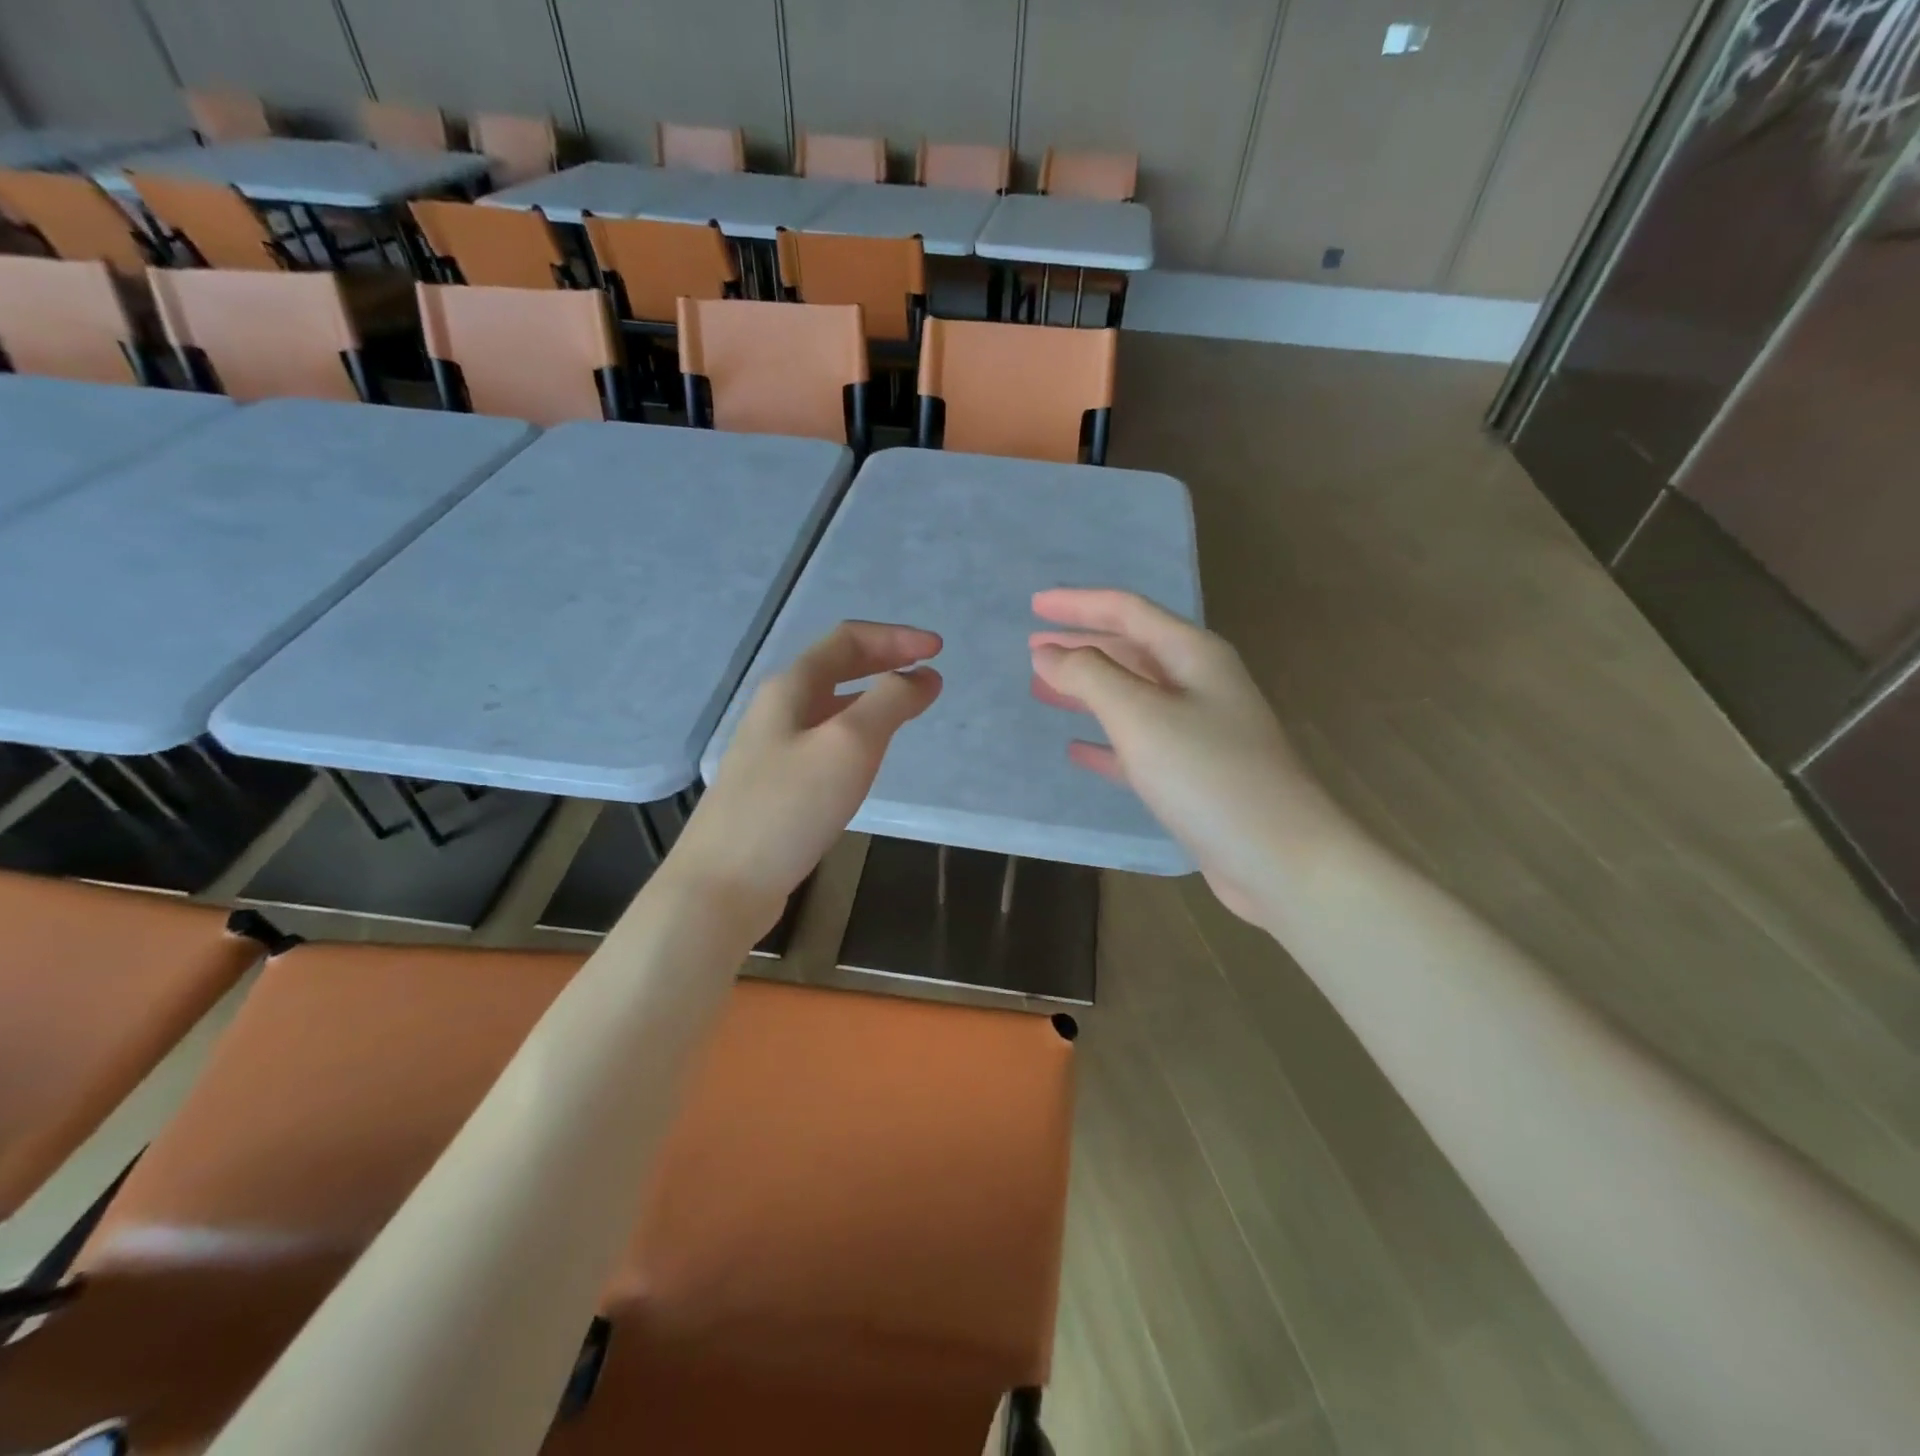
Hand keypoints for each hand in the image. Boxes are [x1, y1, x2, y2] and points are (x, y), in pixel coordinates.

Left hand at [671, 621, 942, 933]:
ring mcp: (771, 748)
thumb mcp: (849, 746)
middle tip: (927, 673)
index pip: (848, 640)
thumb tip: (922, 676)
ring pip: (829, 705)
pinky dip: (856, 732)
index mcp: (790, 688)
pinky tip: (866, 758)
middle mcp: (777, 709)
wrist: (723, 884)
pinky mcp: (774, 784)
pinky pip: (822, 740)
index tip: (939, 651)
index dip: (896, 637)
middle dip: (884, 661)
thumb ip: (889, 703)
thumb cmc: (789, 808)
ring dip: (871, 696)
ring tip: (906, 708)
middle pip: (836, 667)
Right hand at [1030, 588, 1335, 926]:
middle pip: (1131, 650)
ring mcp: (1199, 731)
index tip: (1034, 605)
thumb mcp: (1141, 716)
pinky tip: (1078, 750)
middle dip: (1081, 646)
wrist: (1280, 858)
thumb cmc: (1209, 775)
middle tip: (1033, 650)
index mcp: (1192, 655)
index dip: (1078, 604)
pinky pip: (1139, 745)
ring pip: (1132, 697)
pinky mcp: (1194, 775)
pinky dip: (1106, 742)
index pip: (1127, 611)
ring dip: (1088, 691)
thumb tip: (1048, 654)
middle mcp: (1198, 684)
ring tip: (1044, 691)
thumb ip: (1090, 677)